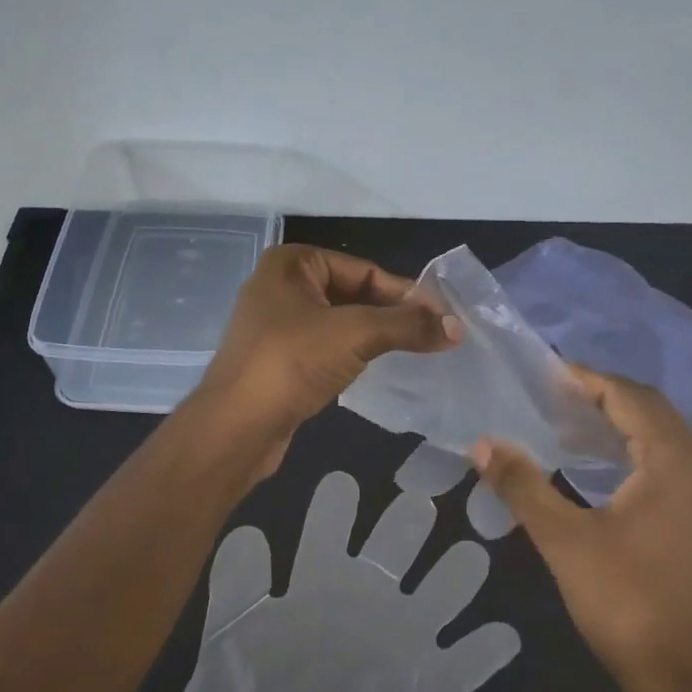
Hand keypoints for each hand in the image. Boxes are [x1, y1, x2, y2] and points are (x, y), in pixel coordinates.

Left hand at [167, 470, 518, 691]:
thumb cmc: (247, 683)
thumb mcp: (235, 628)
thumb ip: (241, 582)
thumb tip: (251, 533)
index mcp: (321, 578)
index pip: (330, 530)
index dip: (334, 508)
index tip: (342, 482)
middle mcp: (365, 595)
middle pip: (393, 547)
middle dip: (406, 524)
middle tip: (420, 500)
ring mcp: (395, 637)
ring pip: (435, 596)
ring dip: (453, 578)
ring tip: (471, 555)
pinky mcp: (416, 682)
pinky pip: (456, 668)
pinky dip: (479, 655)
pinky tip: (504, 636)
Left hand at [194, 245, 459, 472]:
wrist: (235, 428)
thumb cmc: (291, 363)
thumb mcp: (355, 334)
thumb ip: (407, 325)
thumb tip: (456, 326)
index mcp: (291, 263)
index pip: (364, 270)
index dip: (405, 293)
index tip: (442, 318)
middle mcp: (281, 286)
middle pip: (354, 294)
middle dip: (392, 314)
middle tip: (434, 336)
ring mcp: (277, 325)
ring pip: (341, 322)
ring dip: (376, 335)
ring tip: (415, 352)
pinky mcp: (280, 359)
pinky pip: (327, 347)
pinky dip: (354, 354)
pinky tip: (377, 369)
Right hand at [472, 366, 691, 691]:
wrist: (683, 677)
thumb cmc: (624, 601)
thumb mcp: (563, 539)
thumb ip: (522, 484)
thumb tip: (481, 444)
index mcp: (676, 461)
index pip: (629, 397)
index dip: (587, 380)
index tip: (544, 373)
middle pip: (651, 409)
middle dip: (602, 396)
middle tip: (550, 395)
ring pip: (663, 433)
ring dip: (618, 421)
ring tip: (567, 421)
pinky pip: (671, 458)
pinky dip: (634, 447)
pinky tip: (598, 461)